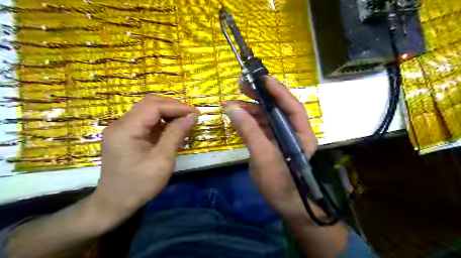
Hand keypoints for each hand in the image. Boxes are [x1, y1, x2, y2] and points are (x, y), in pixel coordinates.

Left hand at [90, 95, 197, 227]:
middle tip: (191, 115)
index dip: (177, 107)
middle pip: (149, 104)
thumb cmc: (139, 184)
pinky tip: (172, 127)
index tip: (195, 113)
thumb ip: (176, 134)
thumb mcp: (162, 160)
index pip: (154, 106)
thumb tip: (192, 116)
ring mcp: (122, 129)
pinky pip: (146, 121)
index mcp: (126, 129)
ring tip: (185, 120)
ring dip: (168, 112)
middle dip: (173, 107)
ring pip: (148, 110)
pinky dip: (161, 121)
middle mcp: (121, 124)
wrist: (114, 204)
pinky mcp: (125, 135)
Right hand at [223, 76, 316, 222]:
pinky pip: (260, 126)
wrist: (284, 204)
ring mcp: (282, 136)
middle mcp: (293, 131)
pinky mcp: (271, 142)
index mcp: (301, 133)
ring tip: (231, 103)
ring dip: (250, 108)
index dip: (278, 91)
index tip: (261, 78)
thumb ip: (249, 131)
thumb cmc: (280, 182)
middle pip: (277, 108)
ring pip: (267, 116)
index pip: (292, 106)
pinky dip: (248, 120)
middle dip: (260, 96)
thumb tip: (231, 107)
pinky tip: (237, 116)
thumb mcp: (263, 157)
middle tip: (242, 85)